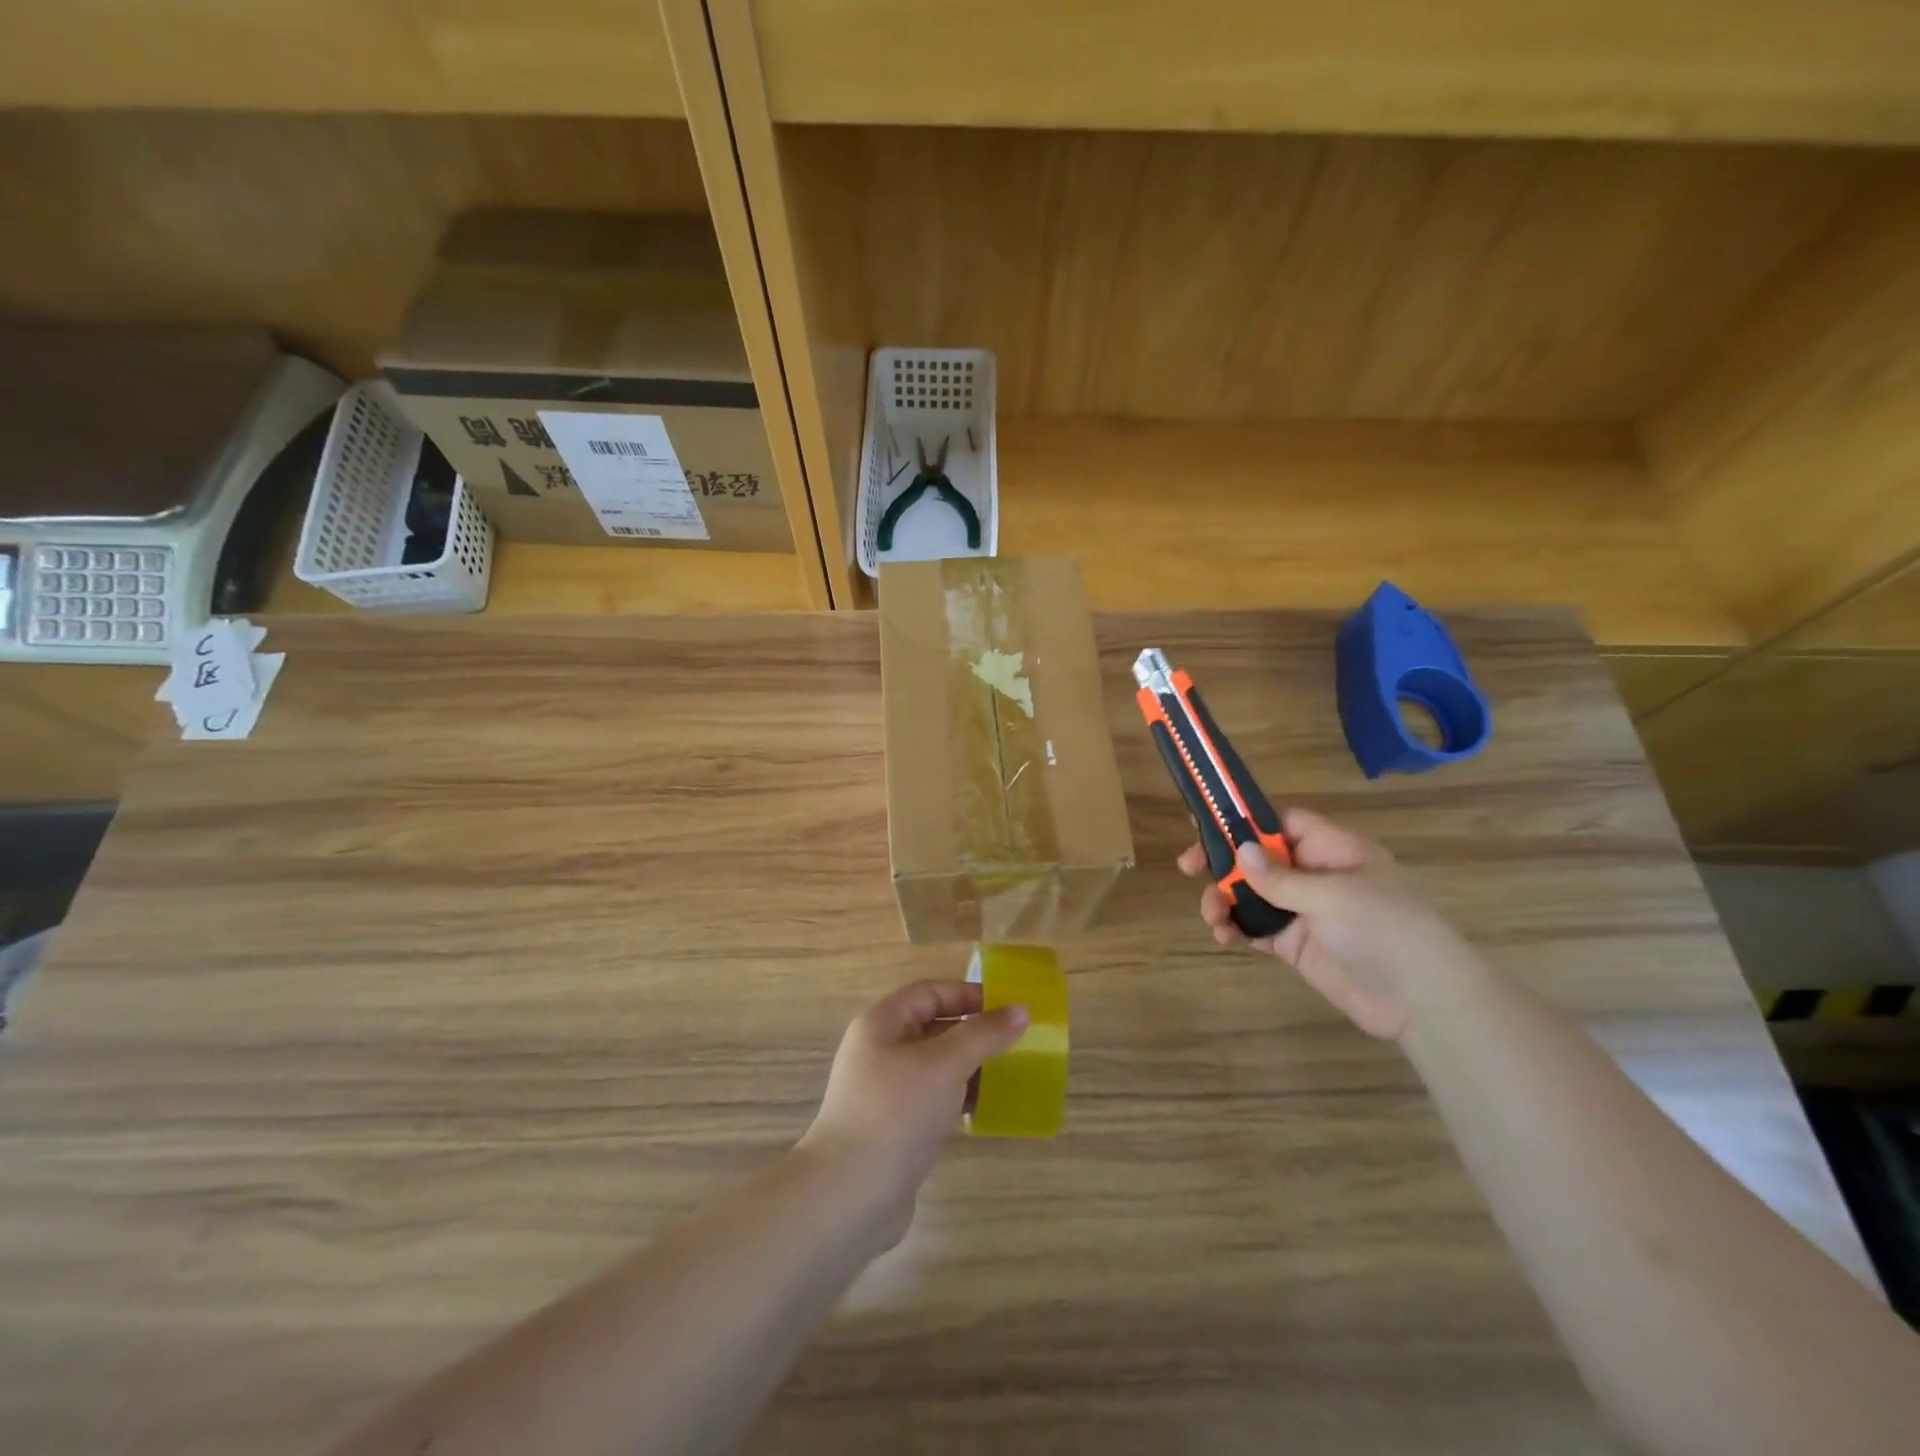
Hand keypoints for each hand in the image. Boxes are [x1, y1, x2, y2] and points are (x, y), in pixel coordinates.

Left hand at [796, 980, 1028, 1240]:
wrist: (850, 1195)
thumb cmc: (896, 1112)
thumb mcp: (945, 1064)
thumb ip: (984, 1034)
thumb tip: (1021, 1010)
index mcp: (882, 1023)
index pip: (931, 992)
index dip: (969, 994)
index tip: (1009, 1007)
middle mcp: (881, 1050)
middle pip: (934, 1026)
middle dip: (975, 1032)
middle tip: (1018, 1041)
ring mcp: (886, 1090)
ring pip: (937, 1065)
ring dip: (971, 1066)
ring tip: (1012, 1073)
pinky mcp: (895, 1126)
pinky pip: (934, 1098)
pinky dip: (960, 1097)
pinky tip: (988, 1107)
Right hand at [1179, 808, 1480, 1040]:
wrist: (1423, 1001)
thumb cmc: (1384, 929)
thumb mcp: (1331, 895)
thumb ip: (1281, 877)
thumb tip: (1240, 850)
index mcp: (1332, 849)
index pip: (1281, 822)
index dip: (1244, 820)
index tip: (1204, 823)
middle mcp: (1315, 874)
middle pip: (1258, 857)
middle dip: (1222, 861)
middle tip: (1188, 867)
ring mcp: (1305, 911)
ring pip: (1251, 894)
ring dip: (1224, 899)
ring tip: (1212, 916)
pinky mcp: (1297, 944)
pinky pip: (1257, 928)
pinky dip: (1236, 928)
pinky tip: (1224, 936)